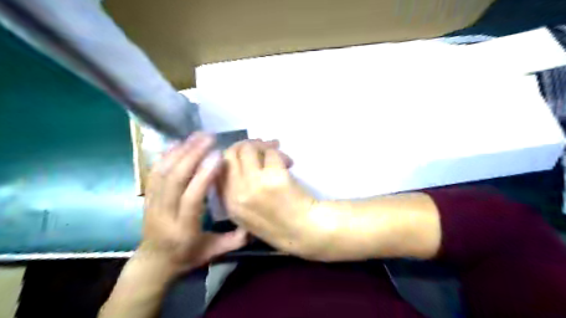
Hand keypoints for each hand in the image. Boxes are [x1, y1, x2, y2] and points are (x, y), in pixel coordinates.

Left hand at [138, 133, 246, 274]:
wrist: (154, 263)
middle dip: (192, 155)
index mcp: (183, 229)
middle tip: (209, 138)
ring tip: (197, 136)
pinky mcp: (147, 197)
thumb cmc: (187, 256)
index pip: (192, 198)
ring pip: (163, 172)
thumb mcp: (214, 252)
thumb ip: (235, 239)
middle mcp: (164, 214)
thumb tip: (256, 222)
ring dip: (180, 151)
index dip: (204, 176)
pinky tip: (178, 143)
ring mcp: (151, 204)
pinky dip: (166, 156)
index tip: (218, 156)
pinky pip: (154, 173)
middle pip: (174, 180)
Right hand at [219, 140, 329, 259]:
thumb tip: (243, 158)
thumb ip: (240, 188)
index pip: (219, 167)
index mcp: (229, 203)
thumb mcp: (250, 212)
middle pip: (231, 154)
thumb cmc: (282, 224)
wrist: (306, 232)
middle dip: (248, 146)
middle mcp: (236, 193)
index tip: (250, 154)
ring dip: (266, 147)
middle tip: (266, 148)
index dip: (235, 156)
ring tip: (281, 157)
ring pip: (249, 149)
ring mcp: (254, 185)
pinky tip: (290, 163)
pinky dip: (280, 154)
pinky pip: (271, 153)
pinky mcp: (273, 177)